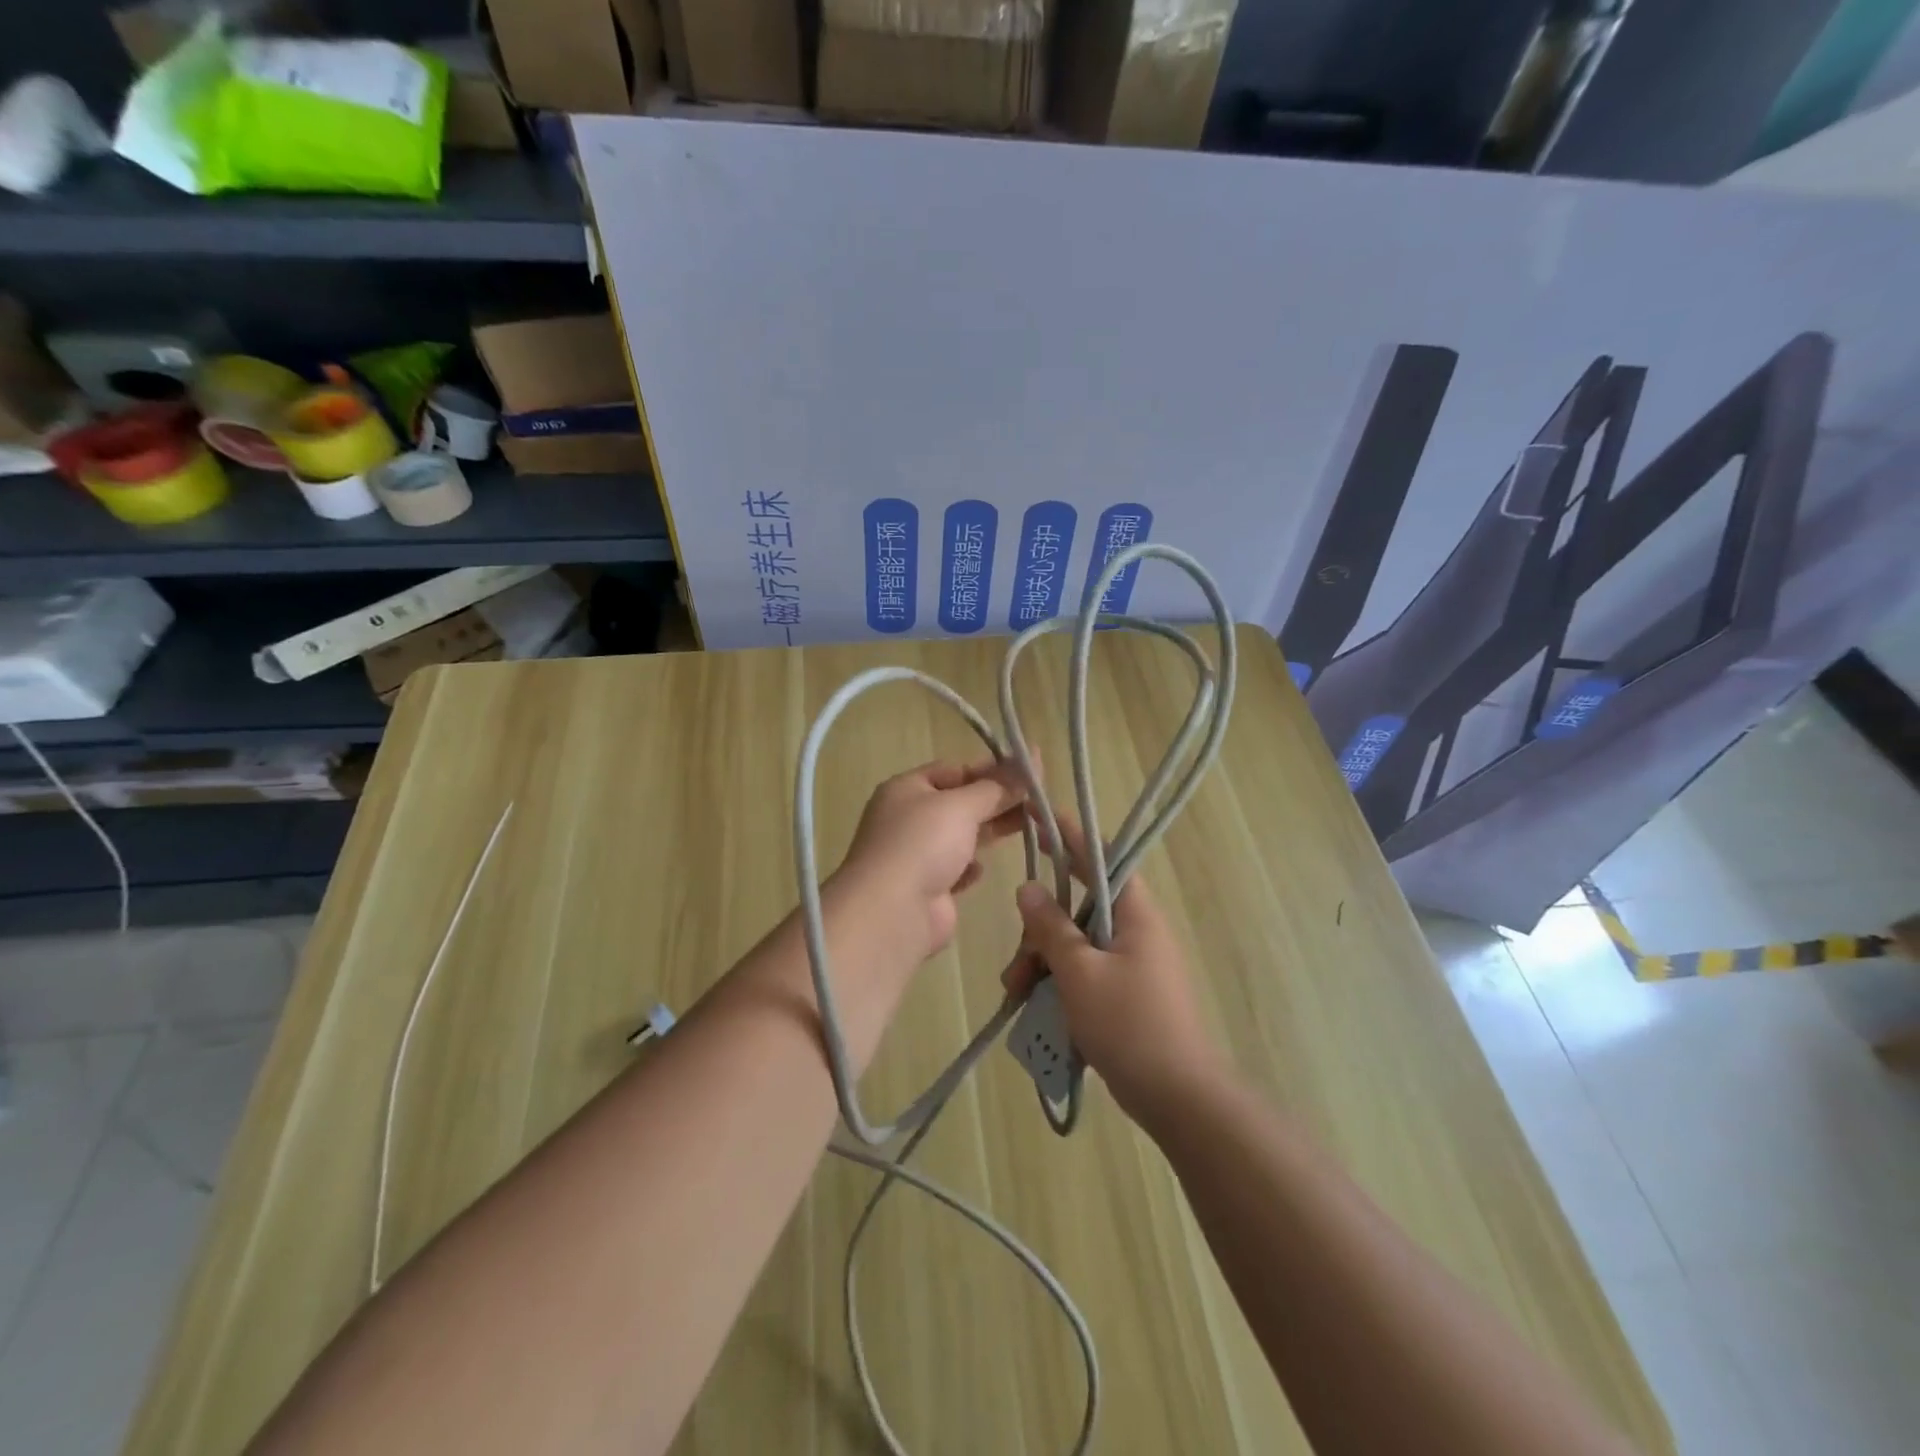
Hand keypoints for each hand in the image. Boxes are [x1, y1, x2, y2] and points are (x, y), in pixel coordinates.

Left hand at [835, 759, 1029, 962]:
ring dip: (988, 832)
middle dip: (995, 800)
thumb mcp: (962, 805)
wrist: (893, 912)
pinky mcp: (926, 888)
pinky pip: (954, 870)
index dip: (989, 769)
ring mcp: (915, 855)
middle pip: (958, 803)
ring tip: (1029, 827)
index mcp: (905, 789)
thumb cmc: (923, 844)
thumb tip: (1034, 755)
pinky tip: (983, 869)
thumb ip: (999, 786)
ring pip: (959, 836)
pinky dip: (970, 867)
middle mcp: (907, 818)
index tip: (1026, 773)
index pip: (952, 770)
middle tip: (1037, 799)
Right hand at [1004, 815, 1220, 1120]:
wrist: (1178, 1098)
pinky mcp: (1125, 994)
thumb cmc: (1130, 1026)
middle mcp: (1135, 930)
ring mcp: (1131, 963)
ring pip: (1074, 944)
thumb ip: (1051, 927)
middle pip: (1077, 909)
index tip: (1036, 817)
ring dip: (1041, 963)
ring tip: (1017, 995)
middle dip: (1039, 932)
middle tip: (1016, 969)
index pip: (1099, 856)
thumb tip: (1029, 888)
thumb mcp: (1080, 973)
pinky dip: (1056, 983)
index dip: (1068, 834)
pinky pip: (1083, 973)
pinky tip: (1032, 1008)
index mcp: (1134, 913)